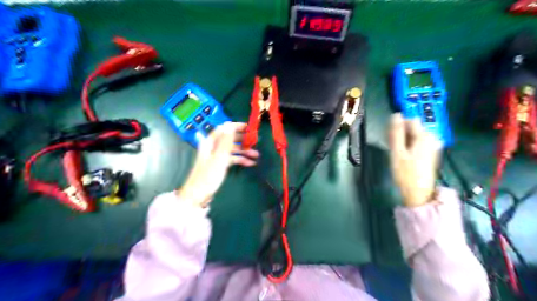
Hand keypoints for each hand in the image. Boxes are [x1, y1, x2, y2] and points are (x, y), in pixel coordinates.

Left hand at [176, 122, 260, 206]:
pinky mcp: (219, 165)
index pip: (224, 129)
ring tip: (256, 155)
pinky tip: (250, 163)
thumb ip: (225, 141)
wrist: (198, 195)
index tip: (249, 128)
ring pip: (232, 149)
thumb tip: (229, 124)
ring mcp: (216, 156)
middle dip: (243, 139)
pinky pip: (232, 159)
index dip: (236, 127)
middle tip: (255, 141)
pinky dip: (240, 160)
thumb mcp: (219, 157)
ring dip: (244, 151)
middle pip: (229, 138)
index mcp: (210, 143)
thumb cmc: (208, 176)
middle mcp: (213, 147)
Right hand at [389, 113, 441, 206]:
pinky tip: (403, 155)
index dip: (398, 125)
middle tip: (391, 146)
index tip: (389, 136)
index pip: (410, 120)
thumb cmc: (406, 173)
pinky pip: (418, 142)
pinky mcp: (430, 153)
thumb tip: (396, 115)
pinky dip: (409, 145)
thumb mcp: (397, 152)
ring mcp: (432, 146)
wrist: (419, 194)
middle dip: (401, 133)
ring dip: (403, 140)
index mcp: (424, 136)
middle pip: (413, 127)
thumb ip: (396, 133)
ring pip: (414, 135)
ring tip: (396, 152)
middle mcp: (431, 138)